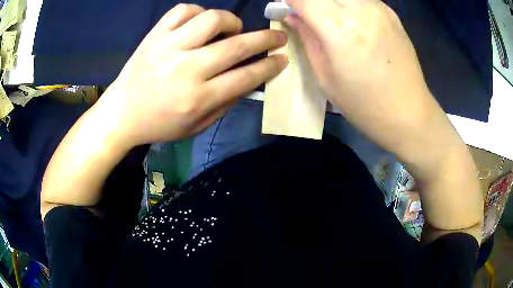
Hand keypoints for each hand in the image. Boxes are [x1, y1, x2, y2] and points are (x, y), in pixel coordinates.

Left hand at [98, 4, 287, 146]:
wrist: (122, 112)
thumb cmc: (159, 124)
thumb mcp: (196, 127)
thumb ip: (225, 103)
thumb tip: (249, 81)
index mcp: (199, 97)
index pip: (246, 76)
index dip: (270, 66)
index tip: (283, 58)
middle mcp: (187, 68)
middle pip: (237, 45)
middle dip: (266, 39)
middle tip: (278, 35)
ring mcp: (169, 47)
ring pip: (212, 19)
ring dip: (231, 21)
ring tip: (232, 29)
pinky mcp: (155, 35)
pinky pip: (183, 10)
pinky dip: (198, 12)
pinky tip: (199, 23)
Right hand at [285, 0, 434, 152]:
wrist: (409, 114)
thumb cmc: (365, 105)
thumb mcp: (326, 77)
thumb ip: (308, 39)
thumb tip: (292, 16)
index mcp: (339, 28)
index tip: (284, 7)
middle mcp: (360, 10)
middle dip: (309, 0)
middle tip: (305, 13)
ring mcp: (379, 9)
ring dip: (330, 1)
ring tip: (329, 17)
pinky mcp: (391, 14)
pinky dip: (349, 3)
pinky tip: (352, 18)